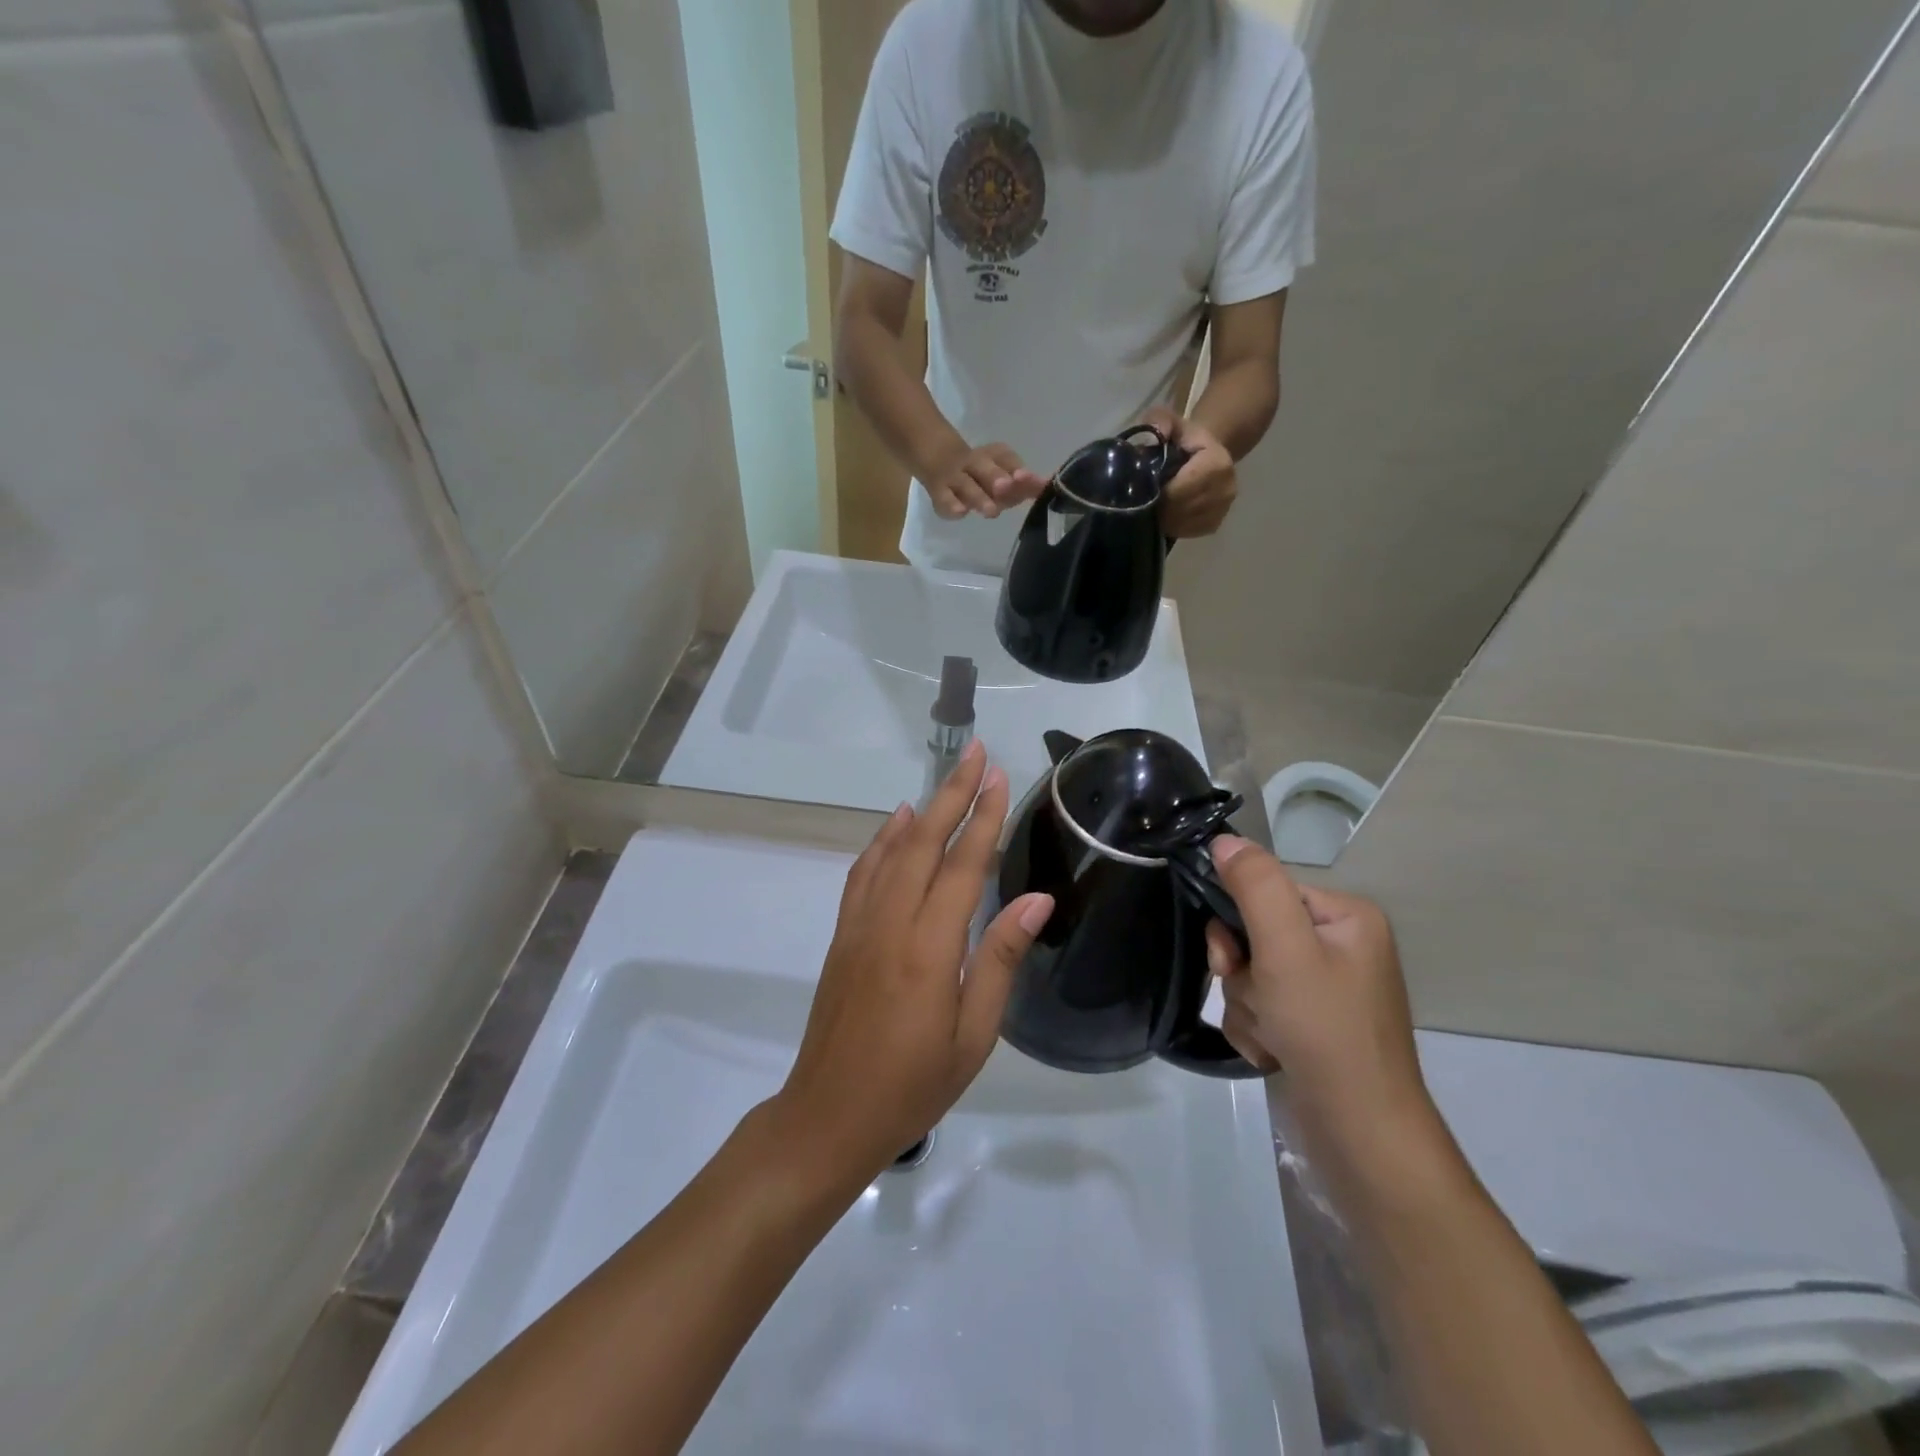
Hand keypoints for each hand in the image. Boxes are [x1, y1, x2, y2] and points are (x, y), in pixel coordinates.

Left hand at [770, 742, 1054, 1184]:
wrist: (829, 1116)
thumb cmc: (913, 1085)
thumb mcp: (973, 1034)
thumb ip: (1000, 958)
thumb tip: (1036, 898)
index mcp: (929, 948)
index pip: (962, 865)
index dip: (983, 817)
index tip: (999, 776)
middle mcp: (890, 923)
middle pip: (923, 841)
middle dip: (953, 792)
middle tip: (977, 754)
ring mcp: (859, 925)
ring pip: (891, 850)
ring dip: (921, 808)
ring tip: (946, 779)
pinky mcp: (842, 935)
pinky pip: (863, 873)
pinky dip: (882, 839)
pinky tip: (896, 825)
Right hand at [924, 442, 1047, 520]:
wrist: (938, 459)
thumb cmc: (982, 473)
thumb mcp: (1003, 473)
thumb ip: (1024, 483)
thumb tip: (1047, 487)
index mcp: (992, 454)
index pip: (1004, 457)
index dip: (1015, 467)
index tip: (1026, 478)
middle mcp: (973, 463)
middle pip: (982, 467)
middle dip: (995, 477)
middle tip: (1005, 487)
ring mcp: (954, 478)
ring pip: (965, 485)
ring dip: (978, 497)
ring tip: (991, 511)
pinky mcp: (939, 493)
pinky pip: (943, 499)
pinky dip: (951, 506)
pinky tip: (960, 513)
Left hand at [1141, 407, 1236, 537]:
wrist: (1205, 452)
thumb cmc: (1183, 439)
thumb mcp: (1171, 422)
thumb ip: (1159, 421)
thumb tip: (1156, 432)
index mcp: (1217, 463)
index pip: (1180, 490)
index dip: (1158, 492)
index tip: (1143, 488)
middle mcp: (1226, 489)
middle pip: (1180, 510)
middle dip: (1158, 506)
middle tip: (1143, 499)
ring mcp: (1222, 510)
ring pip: (1180, 524)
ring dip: (1162, 517)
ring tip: (1154, 504)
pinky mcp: (1214, 525)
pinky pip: (1185, 532)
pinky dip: (1171, 525)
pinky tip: (1166, 512)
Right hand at [1204, 836, 1445, 1183]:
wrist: (1360, 1134)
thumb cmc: (1326, 1030)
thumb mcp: (1285, 949)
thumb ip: (1254, 887)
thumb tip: (1224, 839)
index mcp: (1347, 917)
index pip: (1267, 892)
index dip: (1238, 923)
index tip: (1232, 959)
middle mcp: (1341, 945)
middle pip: (1254, 933)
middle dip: (1242, 972)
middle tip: (1258, 1000)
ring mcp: (1327, 987)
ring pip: (1251, 973)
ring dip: (1246, 1004)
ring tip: (1272, 1036)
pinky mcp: (1314, 1022)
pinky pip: (1262, 1005)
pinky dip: (1257, 1027)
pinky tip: (1273, 1052)